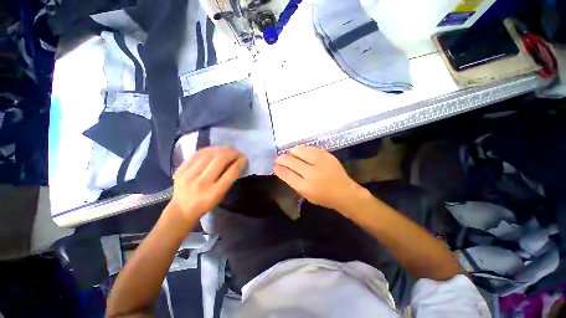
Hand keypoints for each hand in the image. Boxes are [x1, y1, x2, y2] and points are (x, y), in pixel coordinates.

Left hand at [170, 147, 246, 219]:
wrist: (181, 209)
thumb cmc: (206, 204)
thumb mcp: (221, 195)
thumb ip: (229, 179)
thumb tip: (236, 162)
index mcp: (214, 192)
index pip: (231, 172)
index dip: (240, 163)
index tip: (245, 158)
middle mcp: (202, 182)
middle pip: (221, 160)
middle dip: (232, 153)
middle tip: (238, 153)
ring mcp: (189, 175)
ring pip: (210, 154)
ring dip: (222, 149)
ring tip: (228, 150)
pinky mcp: (181, 169)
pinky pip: (198, 153)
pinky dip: (210, 149)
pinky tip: (216, 150)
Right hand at [273, 145, 366, 212]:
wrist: (344, 191)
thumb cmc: (323, 196)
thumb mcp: (305, 194)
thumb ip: (293, 181)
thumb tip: (282, 169)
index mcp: (305, 187)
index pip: (286, 174)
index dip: (278, 168)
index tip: (275, 166)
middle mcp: (312, 173)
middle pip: (290, 160)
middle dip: (281, 158)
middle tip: (279, 159)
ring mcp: (320, 161)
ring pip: (298, 150)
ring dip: (291, 153)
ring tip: (291, 156)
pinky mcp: (326, 154)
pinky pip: (308, 148)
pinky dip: (302, 151)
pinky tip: (301, 155)